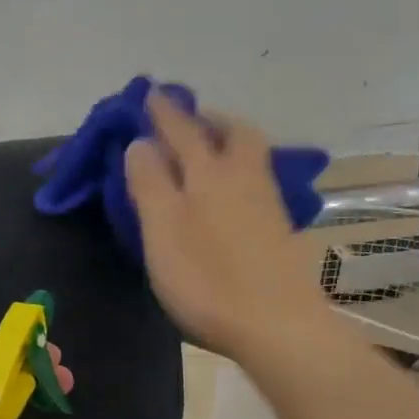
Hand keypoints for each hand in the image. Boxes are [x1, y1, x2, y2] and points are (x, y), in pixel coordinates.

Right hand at [125, 91, 321, 360]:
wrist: (277, 325)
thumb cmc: (208, 278)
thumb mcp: (162, 230)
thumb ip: (149, 184)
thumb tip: (140, 142)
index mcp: (209, 173)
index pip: (182, 130)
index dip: (163, 111)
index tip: (151, 93)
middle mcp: (243, 178)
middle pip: (234, 133)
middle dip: (208, 119)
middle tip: (188, 121)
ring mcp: (267, 204)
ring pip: (251, 155)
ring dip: (228, 142)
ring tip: (207, 151)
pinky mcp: (279, 230)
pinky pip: (256, 181)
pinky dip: (239, 172)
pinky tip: (229, 192)